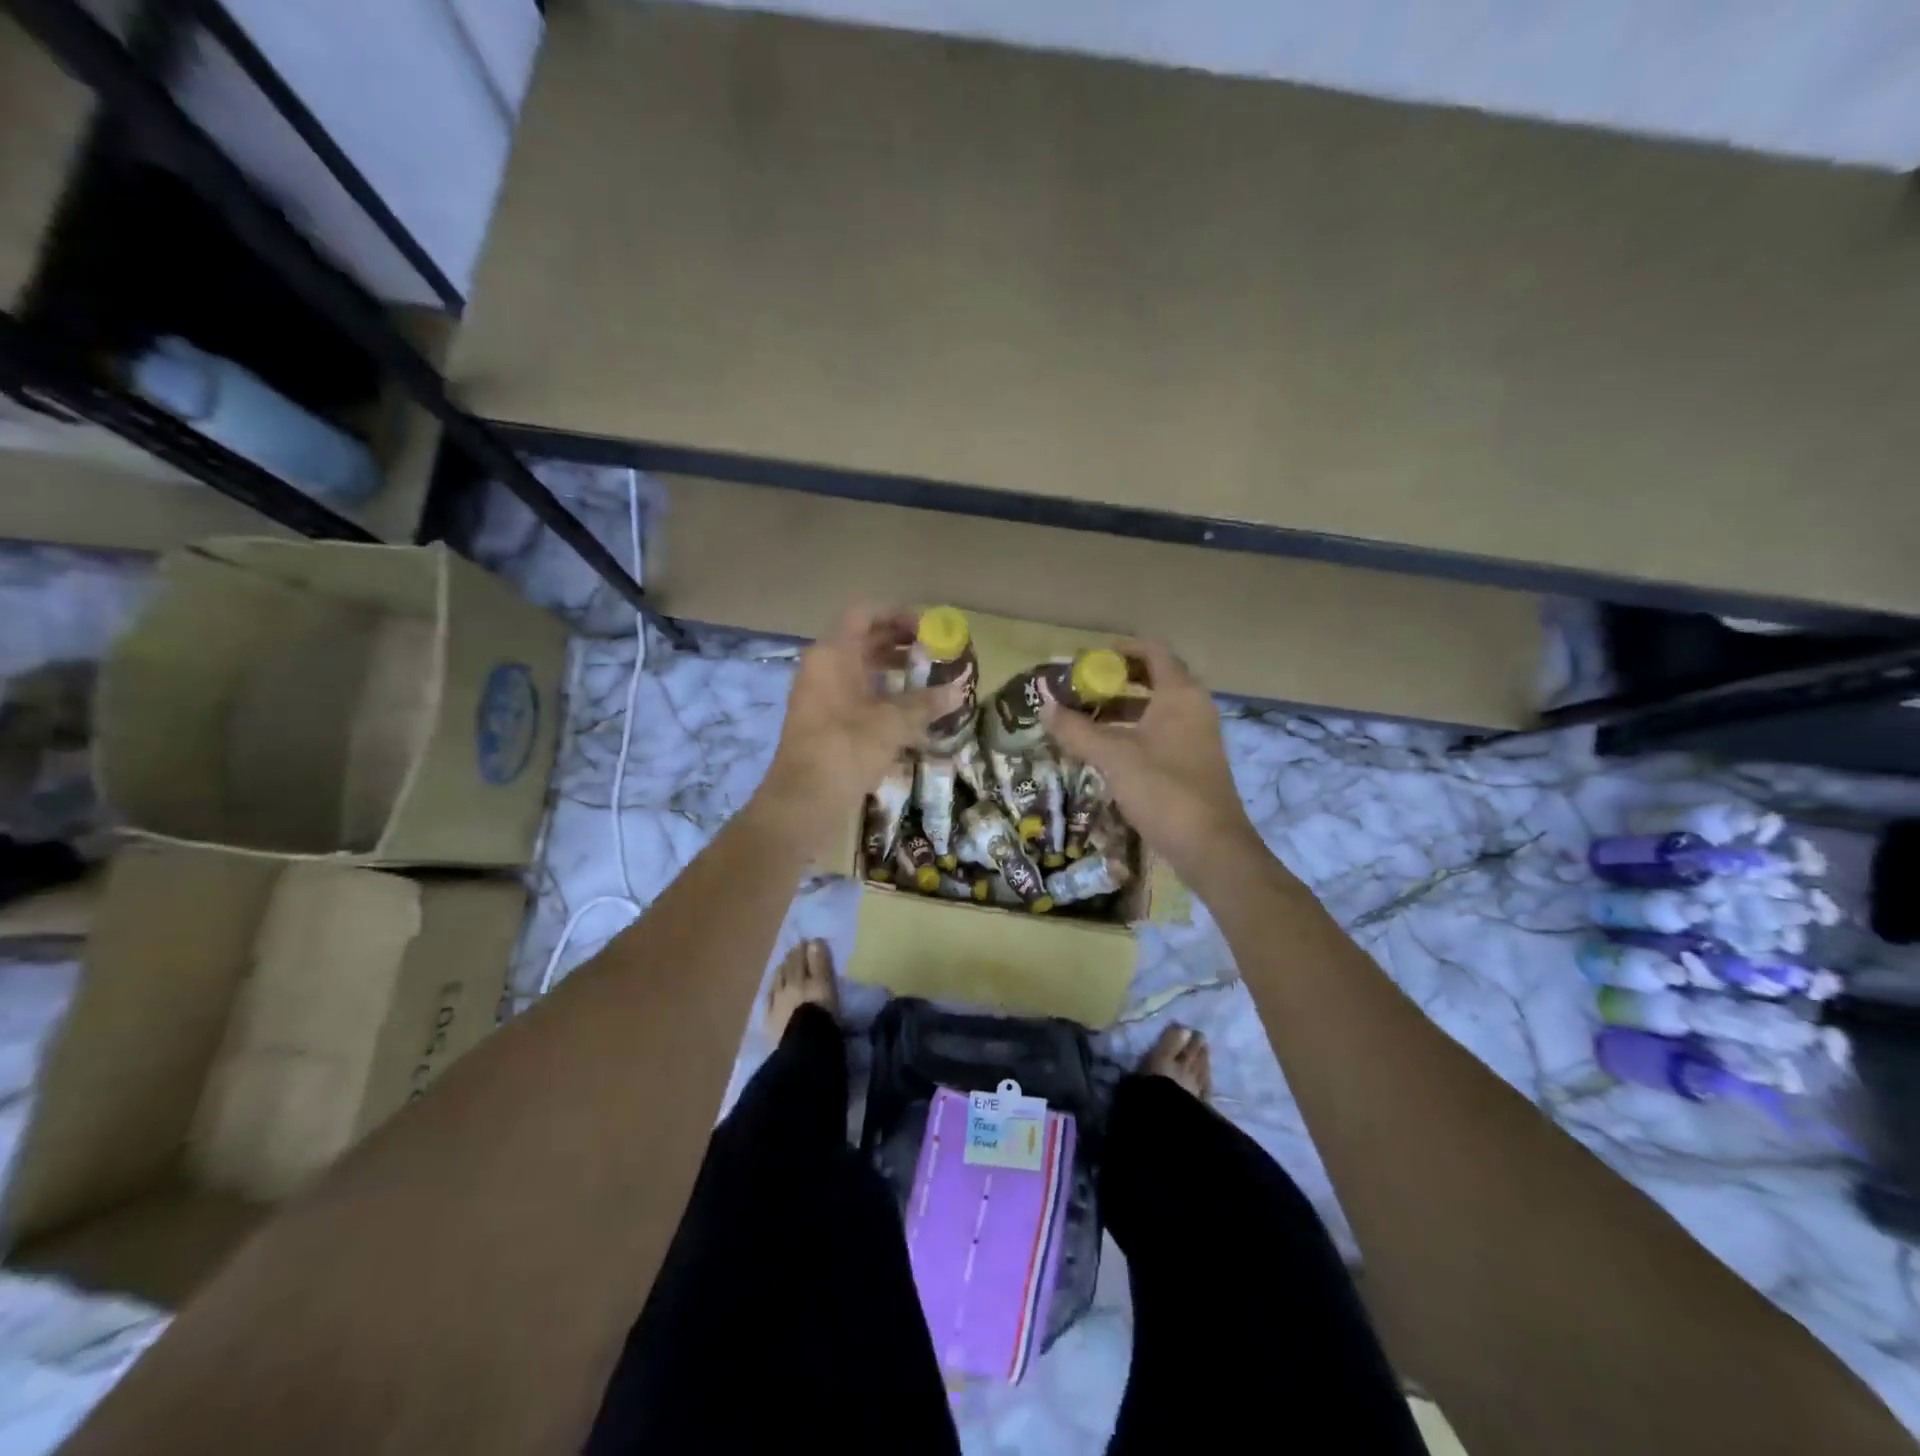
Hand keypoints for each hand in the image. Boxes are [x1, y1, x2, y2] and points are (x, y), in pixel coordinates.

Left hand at [760, 603, 962, 821]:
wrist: (804, 800)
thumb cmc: (846, 748)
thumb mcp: (892, 723)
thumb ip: (925, 703)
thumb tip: (958, 691)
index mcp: (832, 654)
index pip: (864, 614)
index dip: (896, 615)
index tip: (927, 628)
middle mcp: (823, 666)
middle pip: (863, 640)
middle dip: (899, 642)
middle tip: (934, 652)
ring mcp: (820, 694)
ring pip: (860, 668)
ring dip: (892, 669)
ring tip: (927, 678)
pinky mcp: (824, 720)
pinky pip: (855, 693)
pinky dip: (881, 693)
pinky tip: (908, 710)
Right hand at [1042, 640, 1268, 890]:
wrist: (1211, 846)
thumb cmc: (1163, 790)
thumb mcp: (1113, 757)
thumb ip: (1076, 729)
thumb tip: (1044, 704)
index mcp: (1179, 694)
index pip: (1153, 651)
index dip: (1121, 649)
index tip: (1089, 657)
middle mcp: (1193, 707)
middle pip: (1154, 677)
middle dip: (1116, 679)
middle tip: (1081, 687)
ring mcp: (1196, 735)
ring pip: (1156, 708)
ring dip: (1121, 707)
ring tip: (1084, 718)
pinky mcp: (1193, 761)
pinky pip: (1160, 732)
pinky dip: (1133, 730)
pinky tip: (1106, 749)